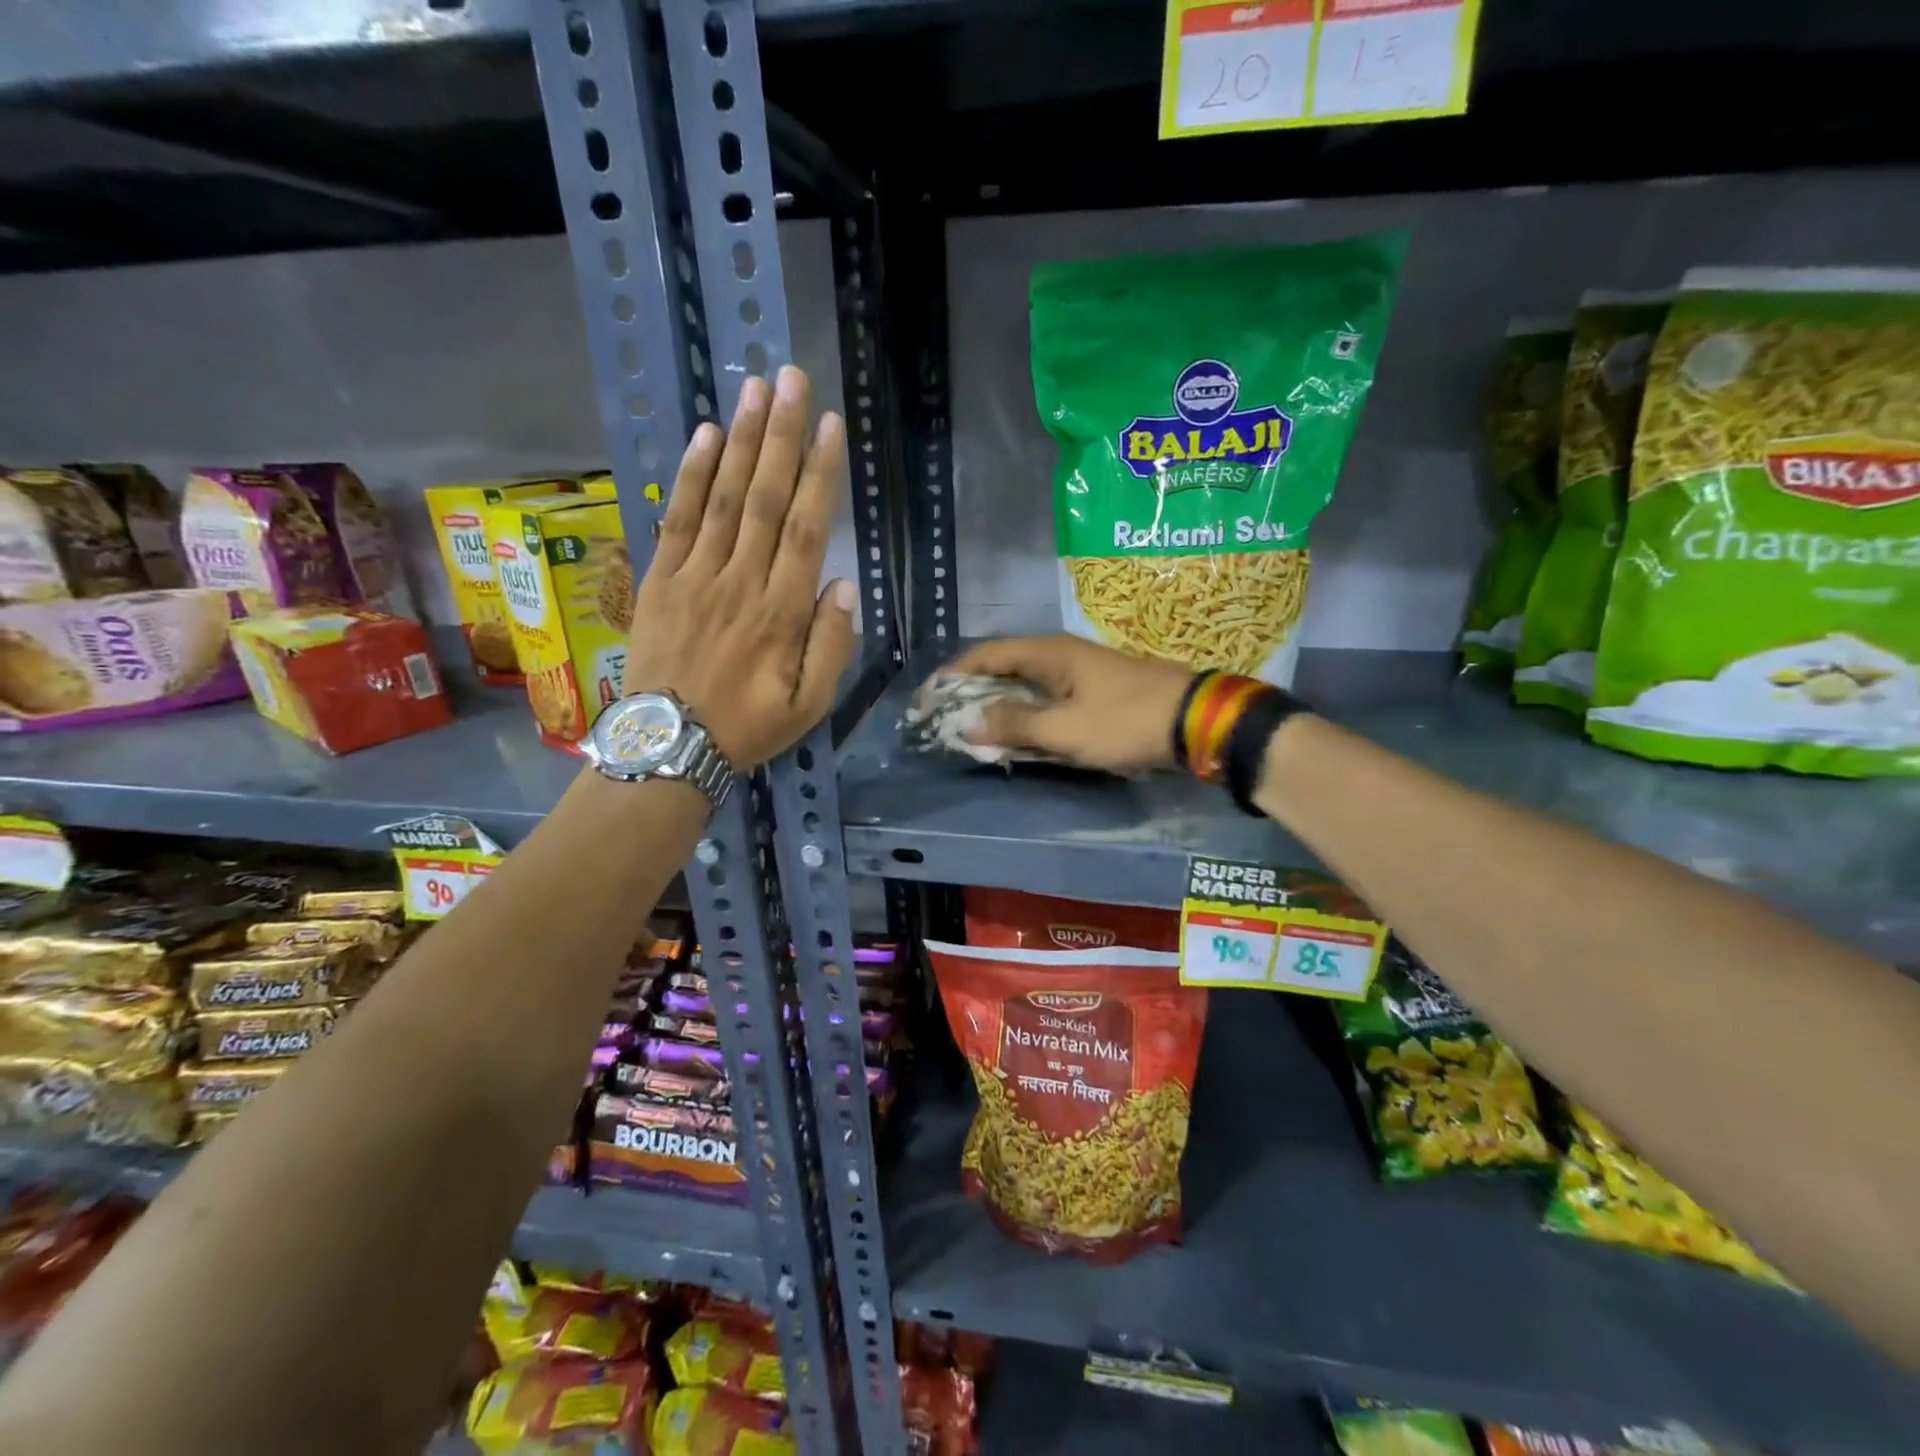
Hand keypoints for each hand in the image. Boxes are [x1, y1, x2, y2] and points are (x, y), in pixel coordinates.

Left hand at [624, 366, 855, 766]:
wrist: (668, 747)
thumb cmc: (748, 727)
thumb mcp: (809, 705)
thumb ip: (831, 645)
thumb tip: (843, 585)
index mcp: (782, 613)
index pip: (807, 530)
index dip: (820, 474)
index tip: (831, 427)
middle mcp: (741, 582)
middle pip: (766, 499)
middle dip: (781, 436)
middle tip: (792, 380)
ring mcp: (696, 577)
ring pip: (724, 499)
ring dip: (741, 442)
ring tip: (755, 390)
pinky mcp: (661, 581)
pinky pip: (678, 520)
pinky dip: (692, 477)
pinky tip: (706, 438)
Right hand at [936, 635, 1193, 772]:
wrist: (1195, 721)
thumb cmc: (1125, 721)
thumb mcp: (1064, 729)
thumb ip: (1014, 724)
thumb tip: (968, 723)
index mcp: (1047, 652)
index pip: (984, 655)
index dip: (952, 676)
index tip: (928, 701)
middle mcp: (1057, 654)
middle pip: (1001, 668)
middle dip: (970, 693)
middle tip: (945, 721)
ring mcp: (1076, 672)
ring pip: (1023, 685)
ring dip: (997, 706)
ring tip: (971, 731)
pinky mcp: (1091, 691)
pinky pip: (1044, 699)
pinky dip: (1023, 714)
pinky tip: (1015, 734)